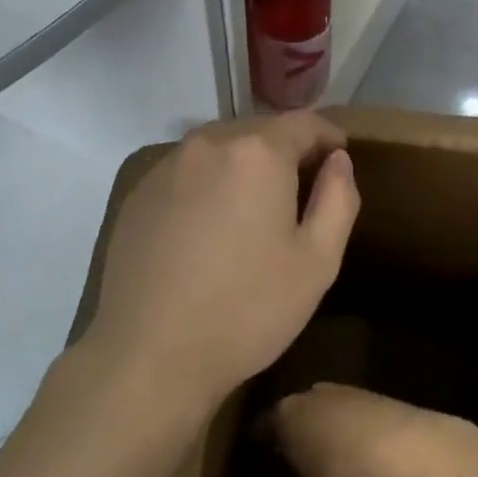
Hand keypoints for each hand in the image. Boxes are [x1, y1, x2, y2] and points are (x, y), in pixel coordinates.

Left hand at [86, 112, 359, 420]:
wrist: (149, 353)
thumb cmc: (246, 309)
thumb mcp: (317, 262)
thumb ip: (338, 199)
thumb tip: (337, 161)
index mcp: (256, 152)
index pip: (302, 123)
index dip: (327, 136)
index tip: (338, 156)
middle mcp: (207, 143)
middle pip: (258, 131)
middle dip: (284, 150)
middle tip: (301, 187)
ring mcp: (166, 166)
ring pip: (218, 149)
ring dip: (242, 165)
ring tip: (254, 207)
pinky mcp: (138, 193)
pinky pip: (186, 172)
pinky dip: (207, 184)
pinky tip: (208, 226)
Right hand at [269, 384, 460, 476]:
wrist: (412, 452)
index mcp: (286, 415)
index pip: (261, 429)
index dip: (258, 451)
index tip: (257, 470)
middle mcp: (313, 394)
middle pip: (297, 416)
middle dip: (296, 440)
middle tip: (296, 471)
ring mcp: (348, 392)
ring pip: (330, 415)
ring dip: (330, 437)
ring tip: (335, 470)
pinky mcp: (380, 398)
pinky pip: (358, 420)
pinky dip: (358, 438)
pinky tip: (367, 464)